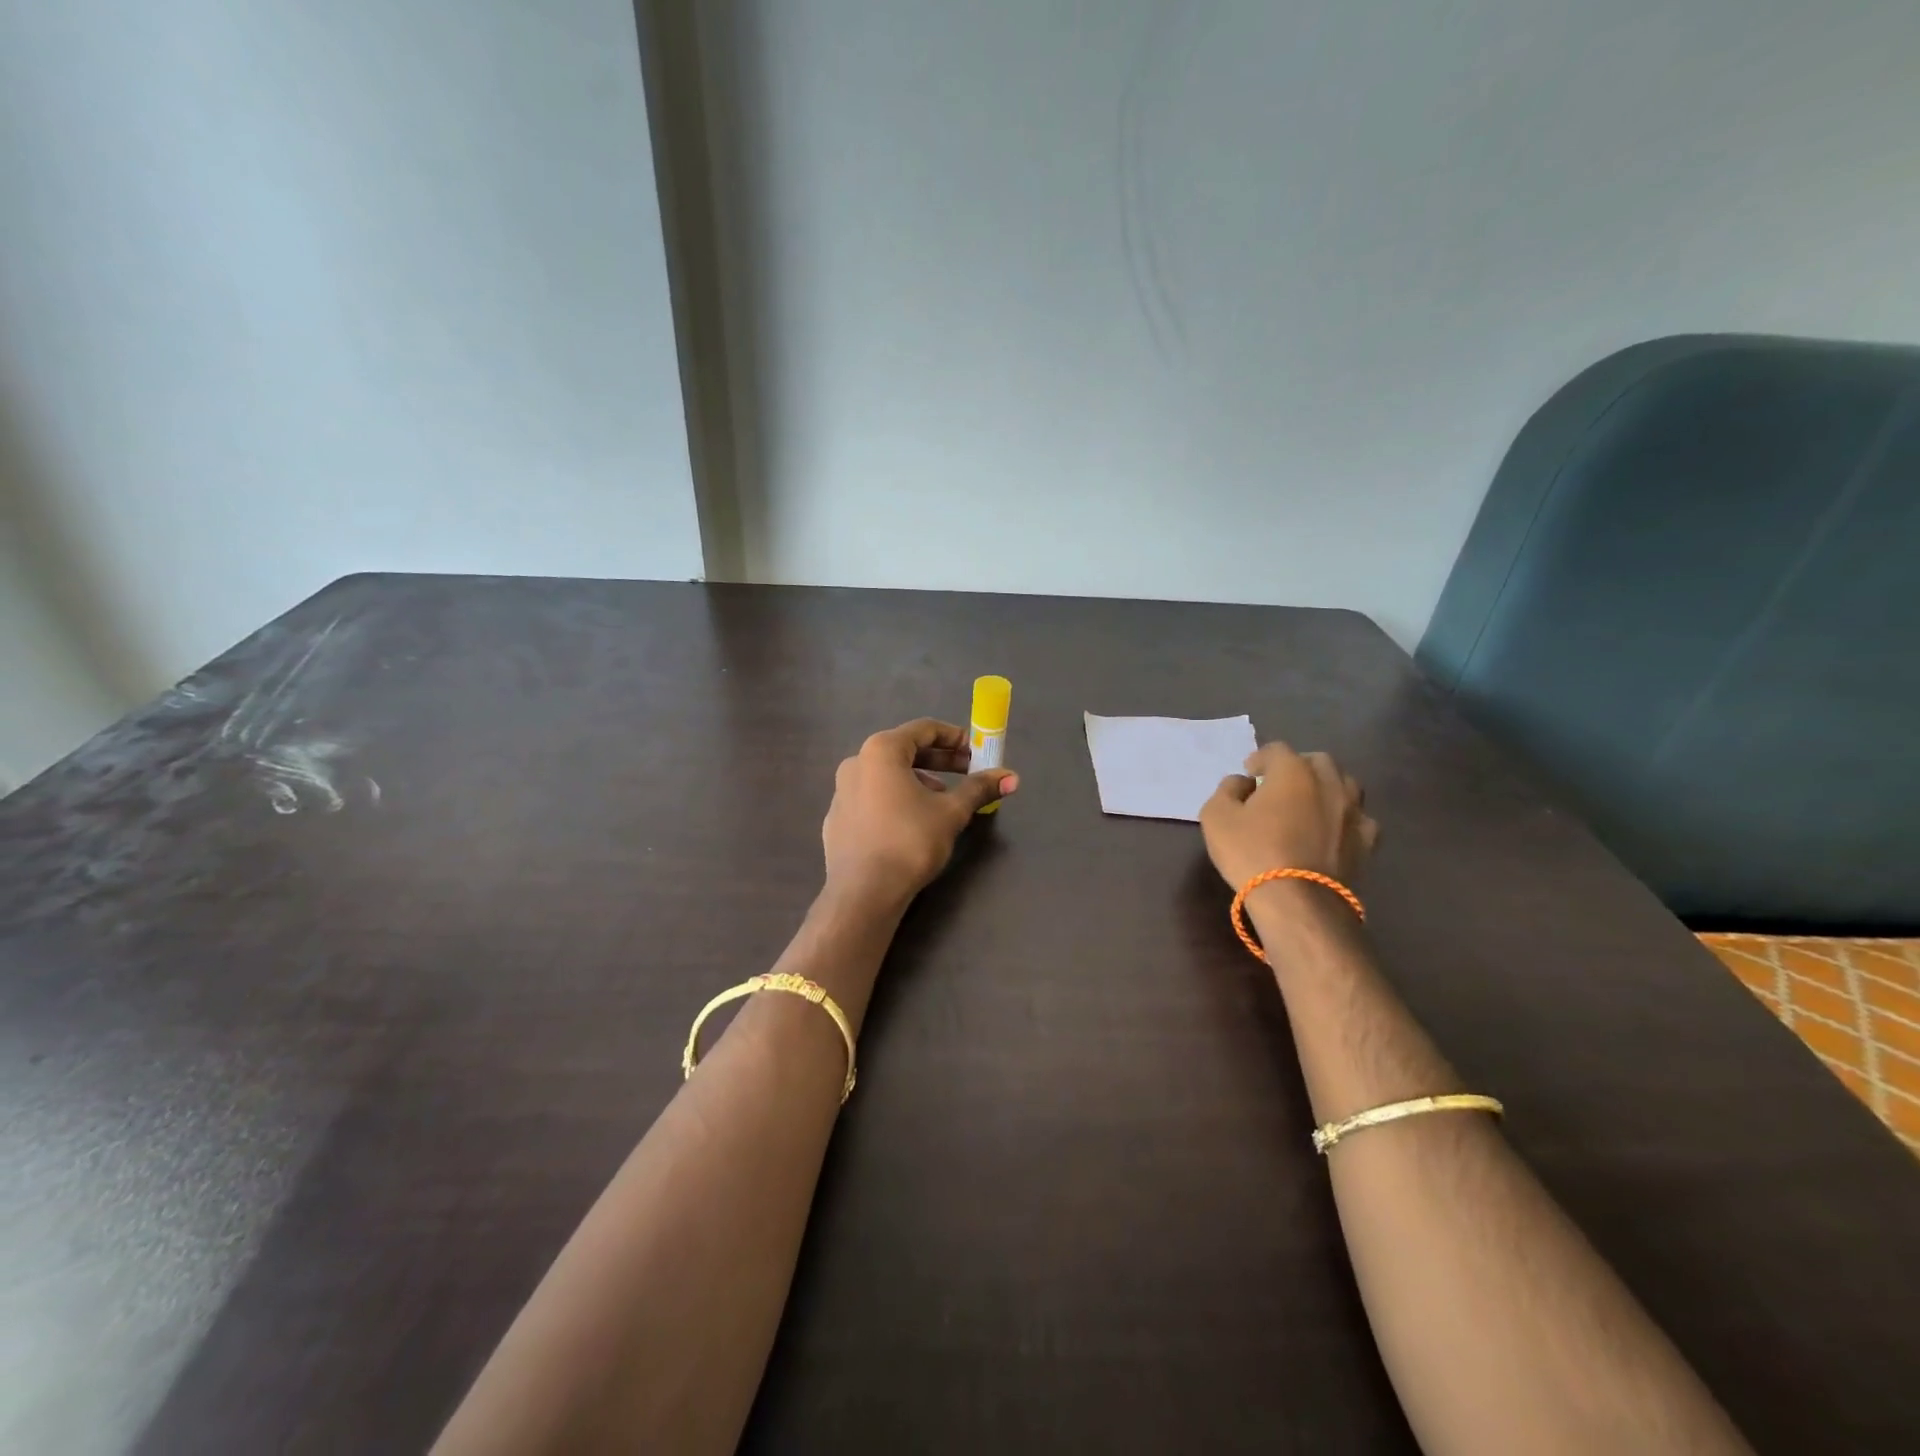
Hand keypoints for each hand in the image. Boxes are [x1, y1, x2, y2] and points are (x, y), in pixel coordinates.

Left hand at [822, 718, 1017, 906]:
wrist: (863, 893)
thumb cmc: (909, 841)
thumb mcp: (951, 812)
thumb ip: (979, 789)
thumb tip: (1011, 777)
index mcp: (881, 751)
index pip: (924, 729)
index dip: (955, 737)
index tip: (978, 751)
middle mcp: (856, 763)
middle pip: (904, 751)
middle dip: (940, 761)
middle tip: (968, 773)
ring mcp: (842, 791)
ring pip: (887, 775)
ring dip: (919, 780)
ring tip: (944, 801)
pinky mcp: (837, 819)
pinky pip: (872, 797)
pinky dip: (896, 799)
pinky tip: (913, 823)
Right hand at [1199, 743, 1377, 894]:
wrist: (1298, 901)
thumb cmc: (1252, 852)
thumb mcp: (1216, 816)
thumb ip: (1227, 790)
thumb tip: (1242, 783)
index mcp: (1293, 771)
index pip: (1276, 750)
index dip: (1260, 758)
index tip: (1249, 774)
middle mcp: (1329, 782)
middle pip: (1317, 761)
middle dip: (1298, 767)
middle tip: (1280, 785)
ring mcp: (1353, 811)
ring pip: (1345, 784)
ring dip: (1326, 787)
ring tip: (1310, 803)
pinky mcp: (1366, 841)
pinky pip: (1359, 818)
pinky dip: (1345, 817)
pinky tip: (1333, 829)